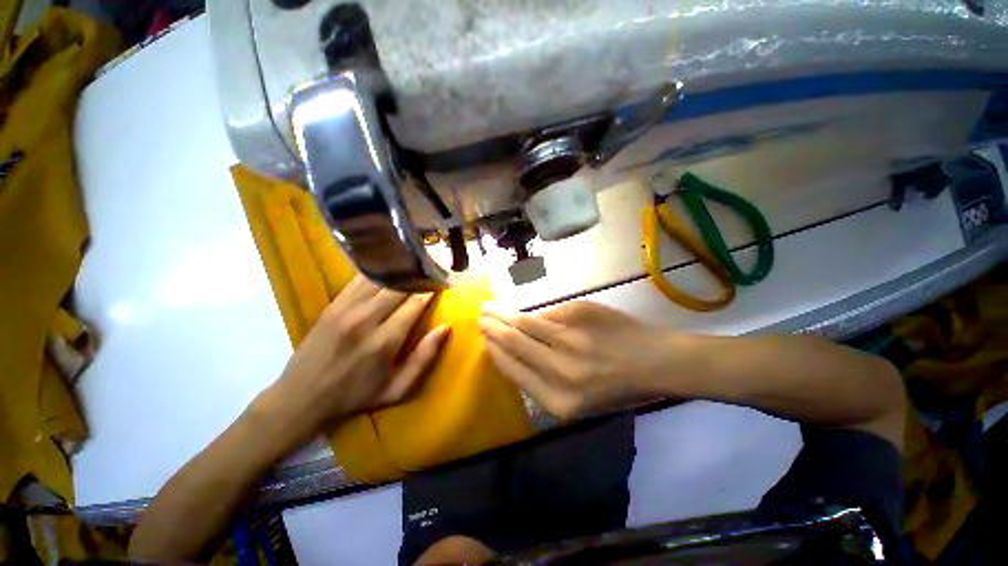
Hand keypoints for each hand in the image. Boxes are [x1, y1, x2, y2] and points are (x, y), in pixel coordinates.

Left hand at [256, 276, 449, 440]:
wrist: (302, 397)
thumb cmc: (356, 395)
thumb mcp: (398, 389)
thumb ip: (424, 358)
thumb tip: (445, 328)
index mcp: (384, 341)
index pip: (415, 303)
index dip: (431, 291)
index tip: (442, 285)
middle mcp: (365, 319)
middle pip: (399, 286)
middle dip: (418, 278)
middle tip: (430, 274)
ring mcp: (345, 309)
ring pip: (379, 278)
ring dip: (399, 272)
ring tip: (413, 269)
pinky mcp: (333, 305)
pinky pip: (359, 280)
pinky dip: (377, 273)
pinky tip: (387, 270)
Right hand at [479, 301, 689, 419]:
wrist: (657, 361)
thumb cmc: (618, 387)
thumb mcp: (579, 402)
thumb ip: (541, 380)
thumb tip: (510, 350)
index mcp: (559, 401)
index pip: (513, 370)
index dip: (495, 352)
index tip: (484, 340)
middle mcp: (561, 370)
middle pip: (514, 342)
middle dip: (493, 329)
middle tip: (481, 319)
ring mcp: (571, 338)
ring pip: (525, 322)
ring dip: (504, 314)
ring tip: (490, 308)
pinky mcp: (579, 313)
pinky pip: (549, 312)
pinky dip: (537, 314)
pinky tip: (529, 312)